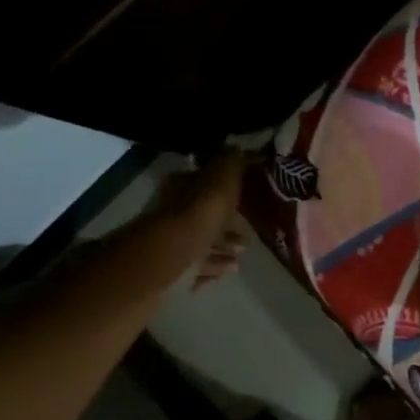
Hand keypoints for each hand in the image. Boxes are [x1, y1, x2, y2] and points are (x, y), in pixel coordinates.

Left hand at [140, 151, 245, 278]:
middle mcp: (174, 215)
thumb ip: (229, 164)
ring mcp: (173, 245)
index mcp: (181, 190)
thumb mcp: (219, 181)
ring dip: (221, 246)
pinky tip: (230, 269)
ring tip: (244, 252)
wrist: (170, 262)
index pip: (200, 182)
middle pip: (202, 215)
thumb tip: (236, 146)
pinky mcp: (175, 273)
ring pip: (201, 243)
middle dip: (224, 222)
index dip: (221, 186)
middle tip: (249, 229)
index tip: (243, 192)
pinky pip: (199, 269)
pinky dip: (214, 268)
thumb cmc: (197, 217)